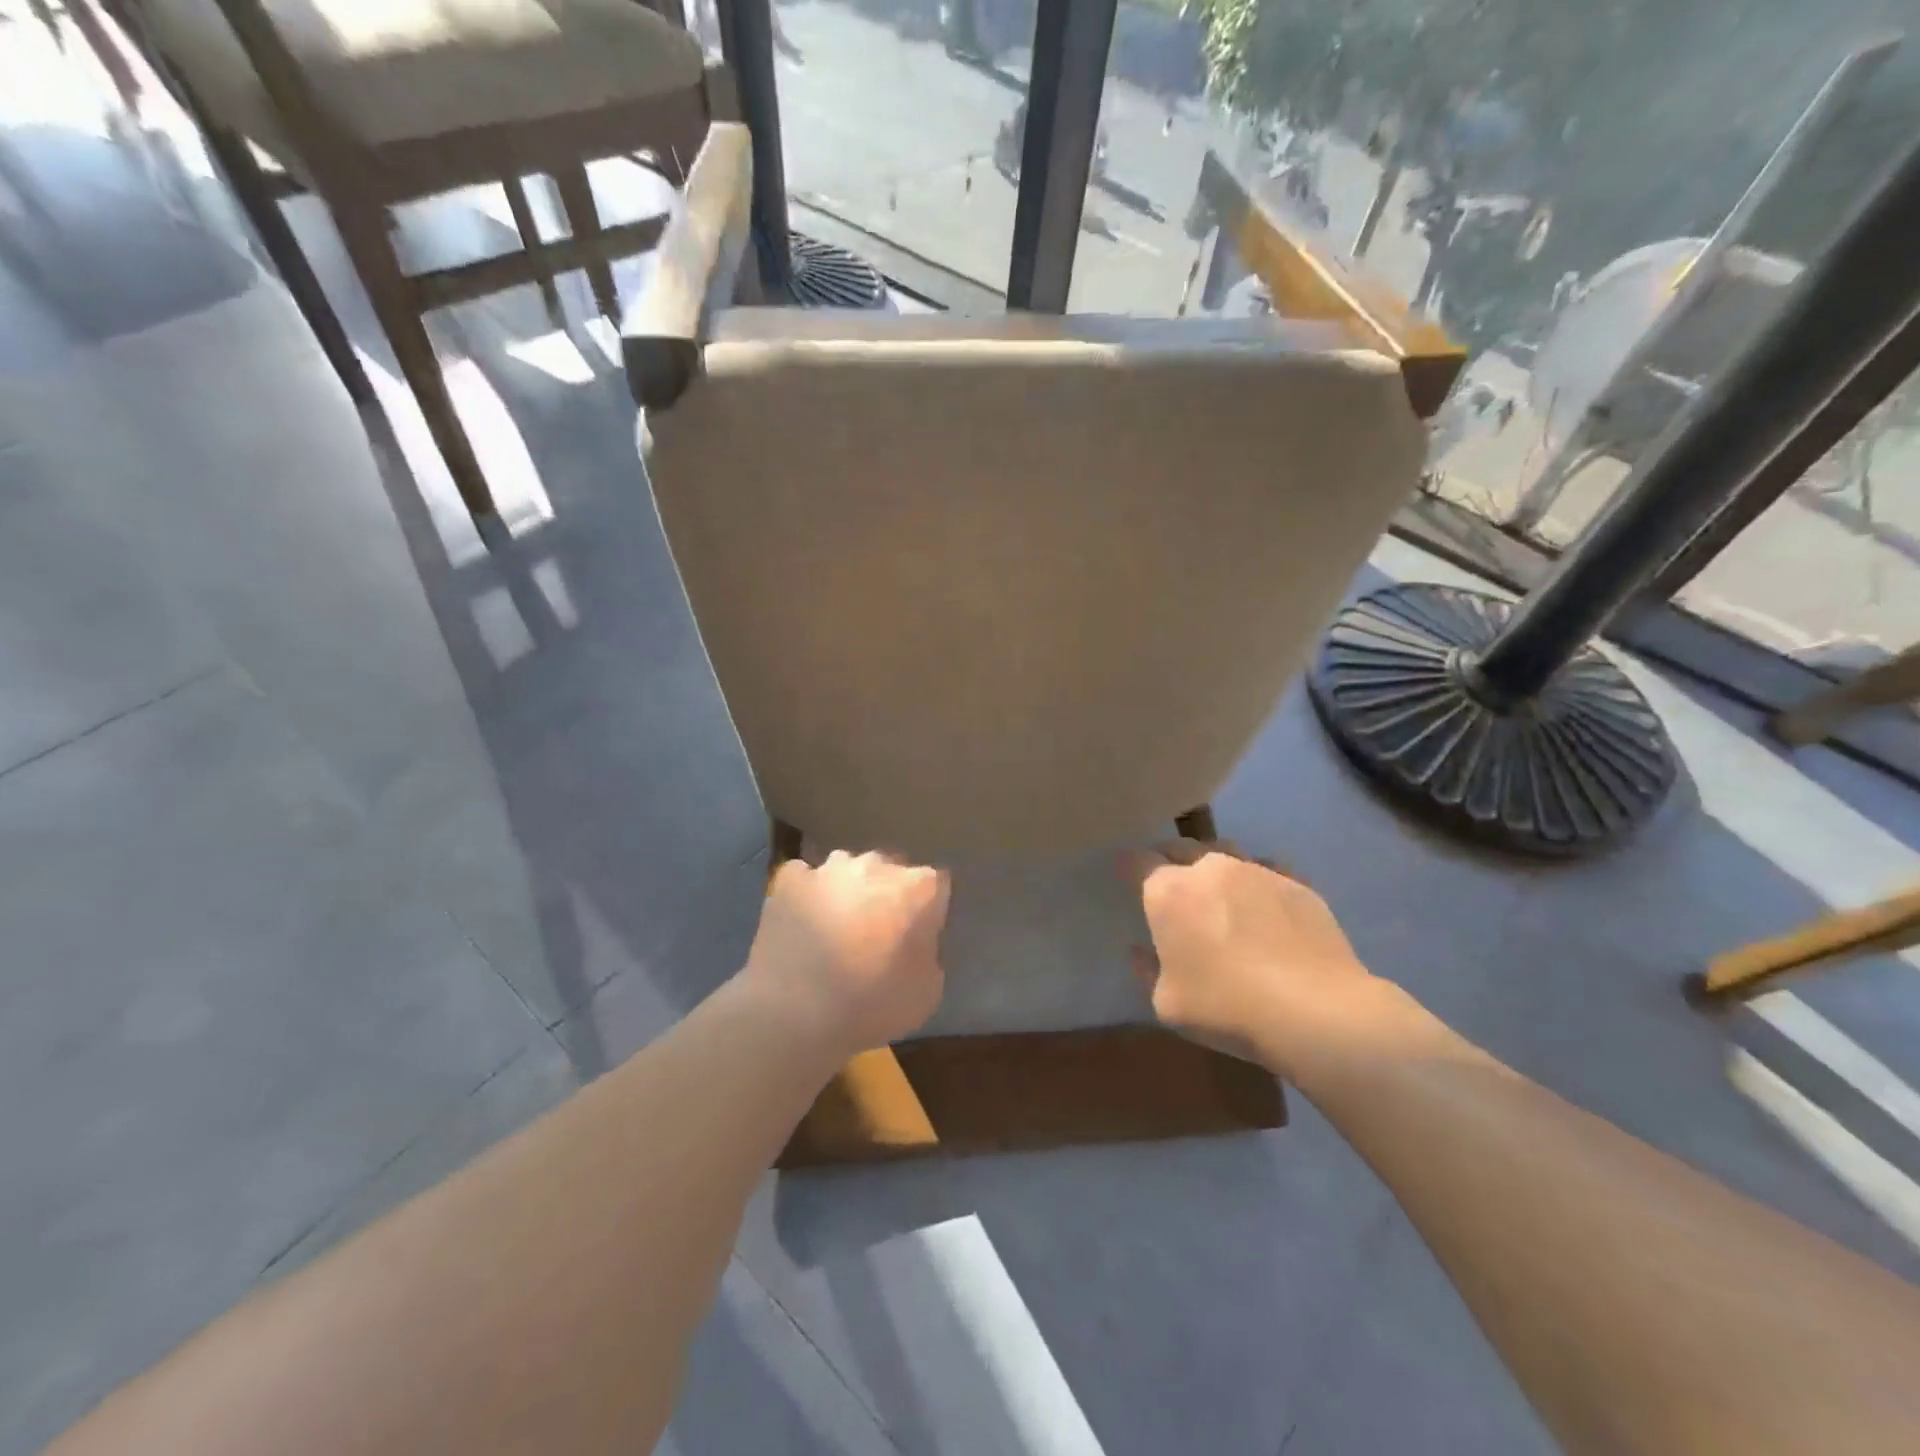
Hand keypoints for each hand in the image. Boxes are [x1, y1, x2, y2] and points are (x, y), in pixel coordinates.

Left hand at [742, 850, 949, 1059]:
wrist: (794, 1013)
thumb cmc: (870, 1005)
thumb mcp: (927, 992)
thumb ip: (929, 952)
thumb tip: (916, 941)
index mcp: (918, 888)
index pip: (936, 884)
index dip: (928, 909)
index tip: (918, 936)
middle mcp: (876, 865)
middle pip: (890, 870)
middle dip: (887, 893)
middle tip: (877, 932)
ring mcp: (829, 868)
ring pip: (847, 869)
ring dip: (848, 890)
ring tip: (835, 927)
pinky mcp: (790, 879)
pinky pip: (805, 878)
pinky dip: (807, 894)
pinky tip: (802, 921)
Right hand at [1125, 839, 1382, 1074]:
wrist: (1317, 1012)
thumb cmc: (1227, 1007)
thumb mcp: (1168, 1004)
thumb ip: (1147, 970)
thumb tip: (1141, 950)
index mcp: (1168, 892)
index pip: (1137, 861)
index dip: (1129, 868)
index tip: (1128, 878)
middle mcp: (1209, 868)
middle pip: (1180, 847)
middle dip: (1171, 860)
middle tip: (1173, 887)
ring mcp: (1257, 870)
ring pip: (1225, 852)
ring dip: (1215, 867)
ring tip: (1220, 892)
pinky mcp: (1297, 882)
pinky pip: (1268, 869)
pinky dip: (1258, 882)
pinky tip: (1265, 907)